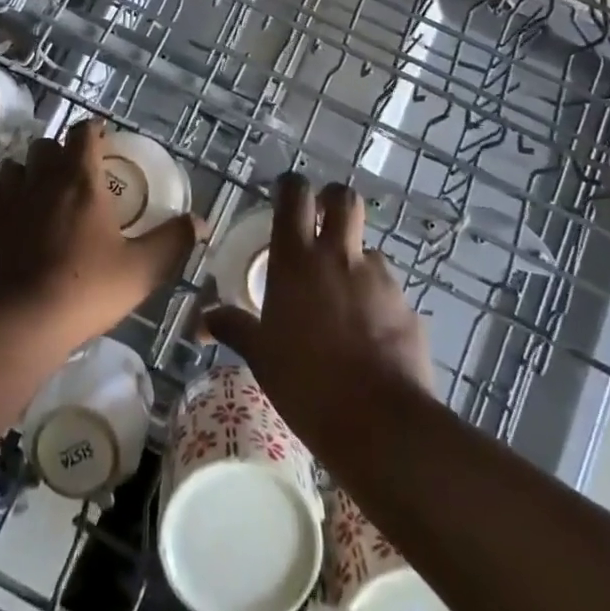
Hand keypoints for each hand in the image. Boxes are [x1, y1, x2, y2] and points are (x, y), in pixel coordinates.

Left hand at [0, 118, 200, 357]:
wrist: (15, 323)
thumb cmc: (85, 290)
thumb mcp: (143, 270)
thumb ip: (173, 241)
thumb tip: (200, 221)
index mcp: (81, 178)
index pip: (84, 132)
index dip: (94, 132)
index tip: (103, 142)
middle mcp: (40, 177)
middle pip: (46, 145)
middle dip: (59, 153)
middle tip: (73, 177)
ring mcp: (3, 197)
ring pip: (12, 166)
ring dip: (25, 173)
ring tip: (36, 195)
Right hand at [203, 175, 432, 442]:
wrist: (380, 424)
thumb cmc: (307, 384)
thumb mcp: (261, 356)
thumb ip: (234, 328)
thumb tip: (202, 319)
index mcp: (297, 259)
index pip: (294, 194)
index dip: (290, 186)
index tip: (284, 195)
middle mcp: (339, 256)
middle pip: (343, 198)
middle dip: (333, 201)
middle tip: (322, 222)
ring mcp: (378, 278)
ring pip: (368, 247)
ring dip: (356, 260)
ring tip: (346, 296)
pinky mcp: (407, 305)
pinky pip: (389, 290)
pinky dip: (378, 301)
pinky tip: (370, 334)